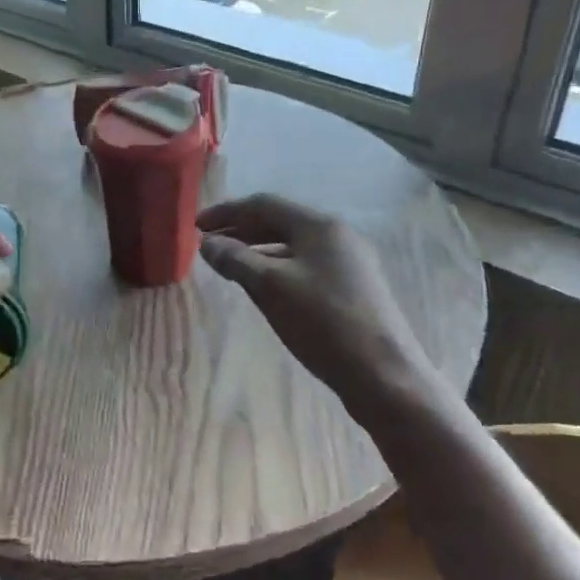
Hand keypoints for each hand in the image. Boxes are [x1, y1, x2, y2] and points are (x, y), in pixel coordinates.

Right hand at [198, 194, 446, 426]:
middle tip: (207, 244)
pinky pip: (304, 265)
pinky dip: (276, 267)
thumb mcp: (270, 287)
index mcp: (319, 226)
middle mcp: (337, 236)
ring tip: (228, 264)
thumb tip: (207, 243)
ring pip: (292, 246)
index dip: (226, 212)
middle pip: (279, 222)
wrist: (383, 375)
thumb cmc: (323, 322)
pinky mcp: (352, 288)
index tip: (196, 226)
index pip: (263, 204)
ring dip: (257, 250)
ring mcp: (348, 262)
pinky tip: (262, 287)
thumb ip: (235, 259)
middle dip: (240, 230)